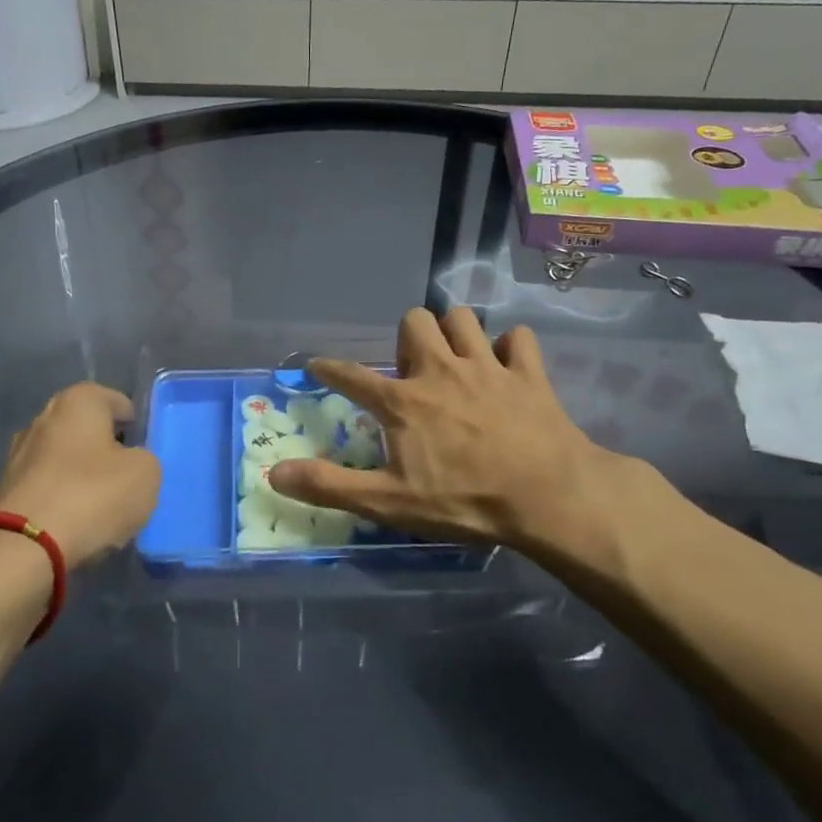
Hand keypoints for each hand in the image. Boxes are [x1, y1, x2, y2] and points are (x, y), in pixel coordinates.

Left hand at [0, 384, 159, 568]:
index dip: (134, 424)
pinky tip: (77, 524)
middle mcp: (44, 418)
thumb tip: (129, 463)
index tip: (144, 450)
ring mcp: (19, 454)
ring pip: (65, 460)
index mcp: (79, 402)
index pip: (116, 401)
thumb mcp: (146, 473)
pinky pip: (48, 488)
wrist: (24, 547)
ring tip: (104, 507)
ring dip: (83, 477)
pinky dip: (63, 500)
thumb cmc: (92, 495)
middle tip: (127, 477)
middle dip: (106, 450)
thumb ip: (144, 459)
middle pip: (87, 430)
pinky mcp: (6, 490)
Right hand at [267, 308, 661, 566]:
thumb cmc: (464, 501)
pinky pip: (518, 339)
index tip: (317, 365)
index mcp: (403, 402)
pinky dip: (510, 349)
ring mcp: (487, 367)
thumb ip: (329, 486)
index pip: (352, 376)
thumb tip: (274, 473)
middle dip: (409, 339)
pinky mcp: (529, 374)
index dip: (329, 368)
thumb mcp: (389, 502)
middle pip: (415, 321)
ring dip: (455, 334)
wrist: (547, 497)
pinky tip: (506, 369)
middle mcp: (441, 371)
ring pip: (464, 319)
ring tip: (456, 361)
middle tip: (414, 372)